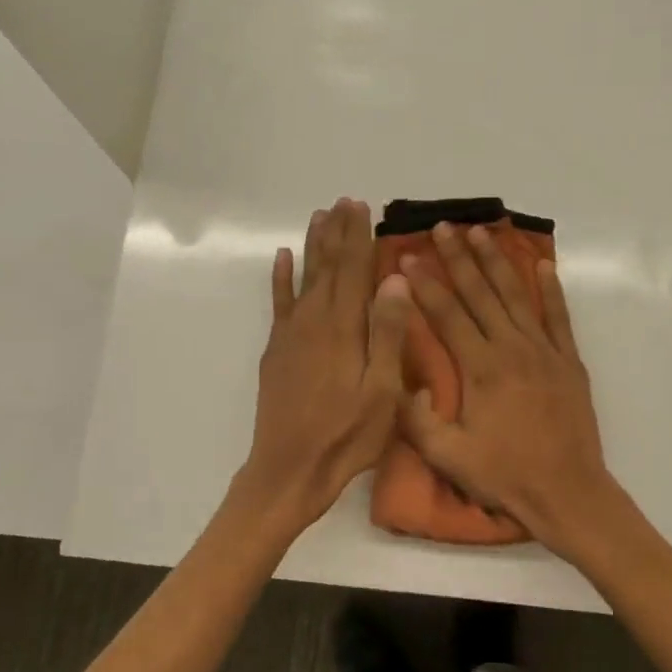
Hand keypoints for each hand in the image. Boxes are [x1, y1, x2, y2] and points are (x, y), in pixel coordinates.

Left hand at [239, 199, 411, 533]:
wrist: (289, 470)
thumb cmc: (346, 436)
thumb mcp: (382, 391)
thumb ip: (387, 333)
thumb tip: (395, 280)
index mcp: (344, 329)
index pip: (353, 270)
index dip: (358, 237)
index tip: (361, 207)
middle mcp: (314, 321)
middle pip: (327, 267)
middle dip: (336, 233)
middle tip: (342, 201)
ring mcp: (291, 335)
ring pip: (304, 278)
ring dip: (312, 247)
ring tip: (318, 216)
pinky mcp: (276, 351)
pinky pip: (279, 304)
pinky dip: (280, 279)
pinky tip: (281, 259)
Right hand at [398, 222, 617, 555]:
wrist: (568, 493)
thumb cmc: (505, 475)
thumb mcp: (448, 456)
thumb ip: (417, 420)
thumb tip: (400, 383)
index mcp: (481, 368)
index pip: (447, 315)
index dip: (425, 285)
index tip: (407, 258)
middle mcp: (512, 348)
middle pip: (480, 293)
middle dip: (458, 258)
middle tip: (441, 228)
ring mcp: (544, 351)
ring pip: (516, 295)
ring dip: (497, 261)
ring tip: (481, 232)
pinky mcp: (568, 361)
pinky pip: (558, 316)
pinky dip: (551, 288)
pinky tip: (542, 263)